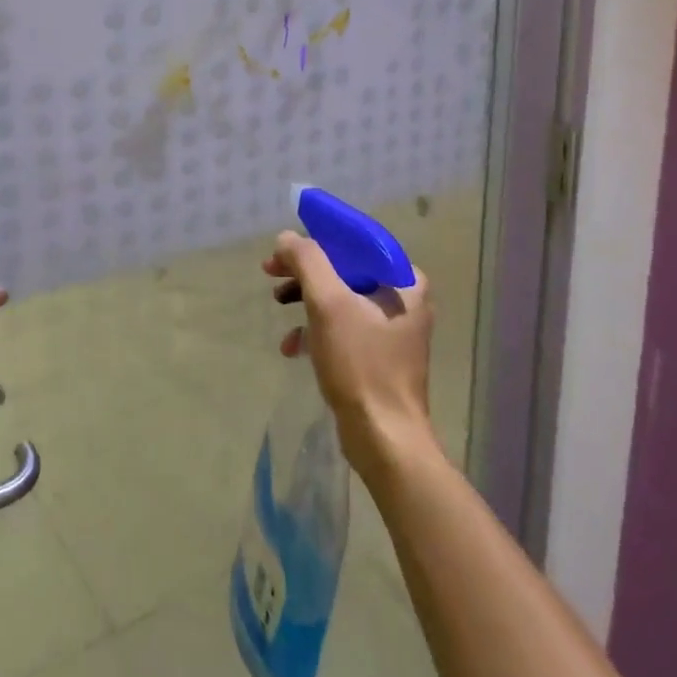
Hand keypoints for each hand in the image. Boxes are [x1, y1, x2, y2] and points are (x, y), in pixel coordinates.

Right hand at [266, 230, 434, 479]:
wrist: (383, 438)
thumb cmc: (361, 364)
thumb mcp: (328, 304)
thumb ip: (307, 261)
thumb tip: (287, 238)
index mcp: (404, 281)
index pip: (356, 241)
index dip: (317, 238)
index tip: (284, 248)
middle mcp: (404, 299)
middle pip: (344, 268)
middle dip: (305, 271)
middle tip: (271, 273)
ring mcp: (392, 328)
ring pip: (340, 297)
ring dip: (306, 299)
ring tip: (278, 304)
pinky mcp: (378, 354)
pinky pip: (342, 326)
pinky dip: (316, 329)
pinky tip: (293, 346)